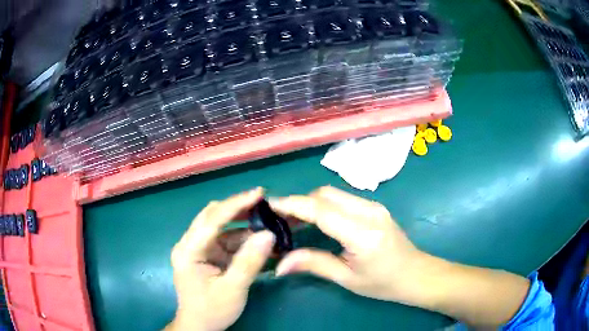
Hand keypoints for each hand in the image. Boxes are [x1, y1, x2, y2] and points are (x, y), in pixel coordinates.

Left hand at [166, 188, 274, 330]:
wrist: (200, 326)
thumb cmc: (212, 310)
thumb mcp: (233, 289)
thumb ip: (249, 262)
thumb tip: (269, 234)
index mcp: (188, 251)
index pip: (212, 219)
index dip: (236, 204)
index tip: (259, 193)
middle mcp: (190, 244)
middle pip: (213, 216)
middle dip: (239, 208)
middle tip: (265, 202)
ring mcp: (198, 248)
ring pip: (220, 226)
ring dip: (243, 223)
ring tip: (267, 221)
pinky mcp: (206, 255)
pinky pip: (225, 239)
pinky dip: (242, 238)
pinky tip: (258, 240)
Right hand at [270, 186, 429, 304]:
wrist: (416, 274)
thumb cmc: (383, 283)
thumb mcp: (347, 278)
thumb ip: (314, 264)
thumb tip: (279, 264)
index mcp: (362, 233)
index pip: (321, 210)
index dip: (292, 205)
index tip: (269, 205)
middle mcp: (369, 212)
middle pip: (325, 194)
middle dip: (299, 202)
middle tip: (280, 220)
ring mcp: (374, 206)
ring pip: (333, 194)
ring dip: (311, 203)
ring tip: (294, 222)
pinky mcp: (374, 207)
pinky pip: (343, 199)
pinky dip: (324, 205)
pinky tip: (316, 221)